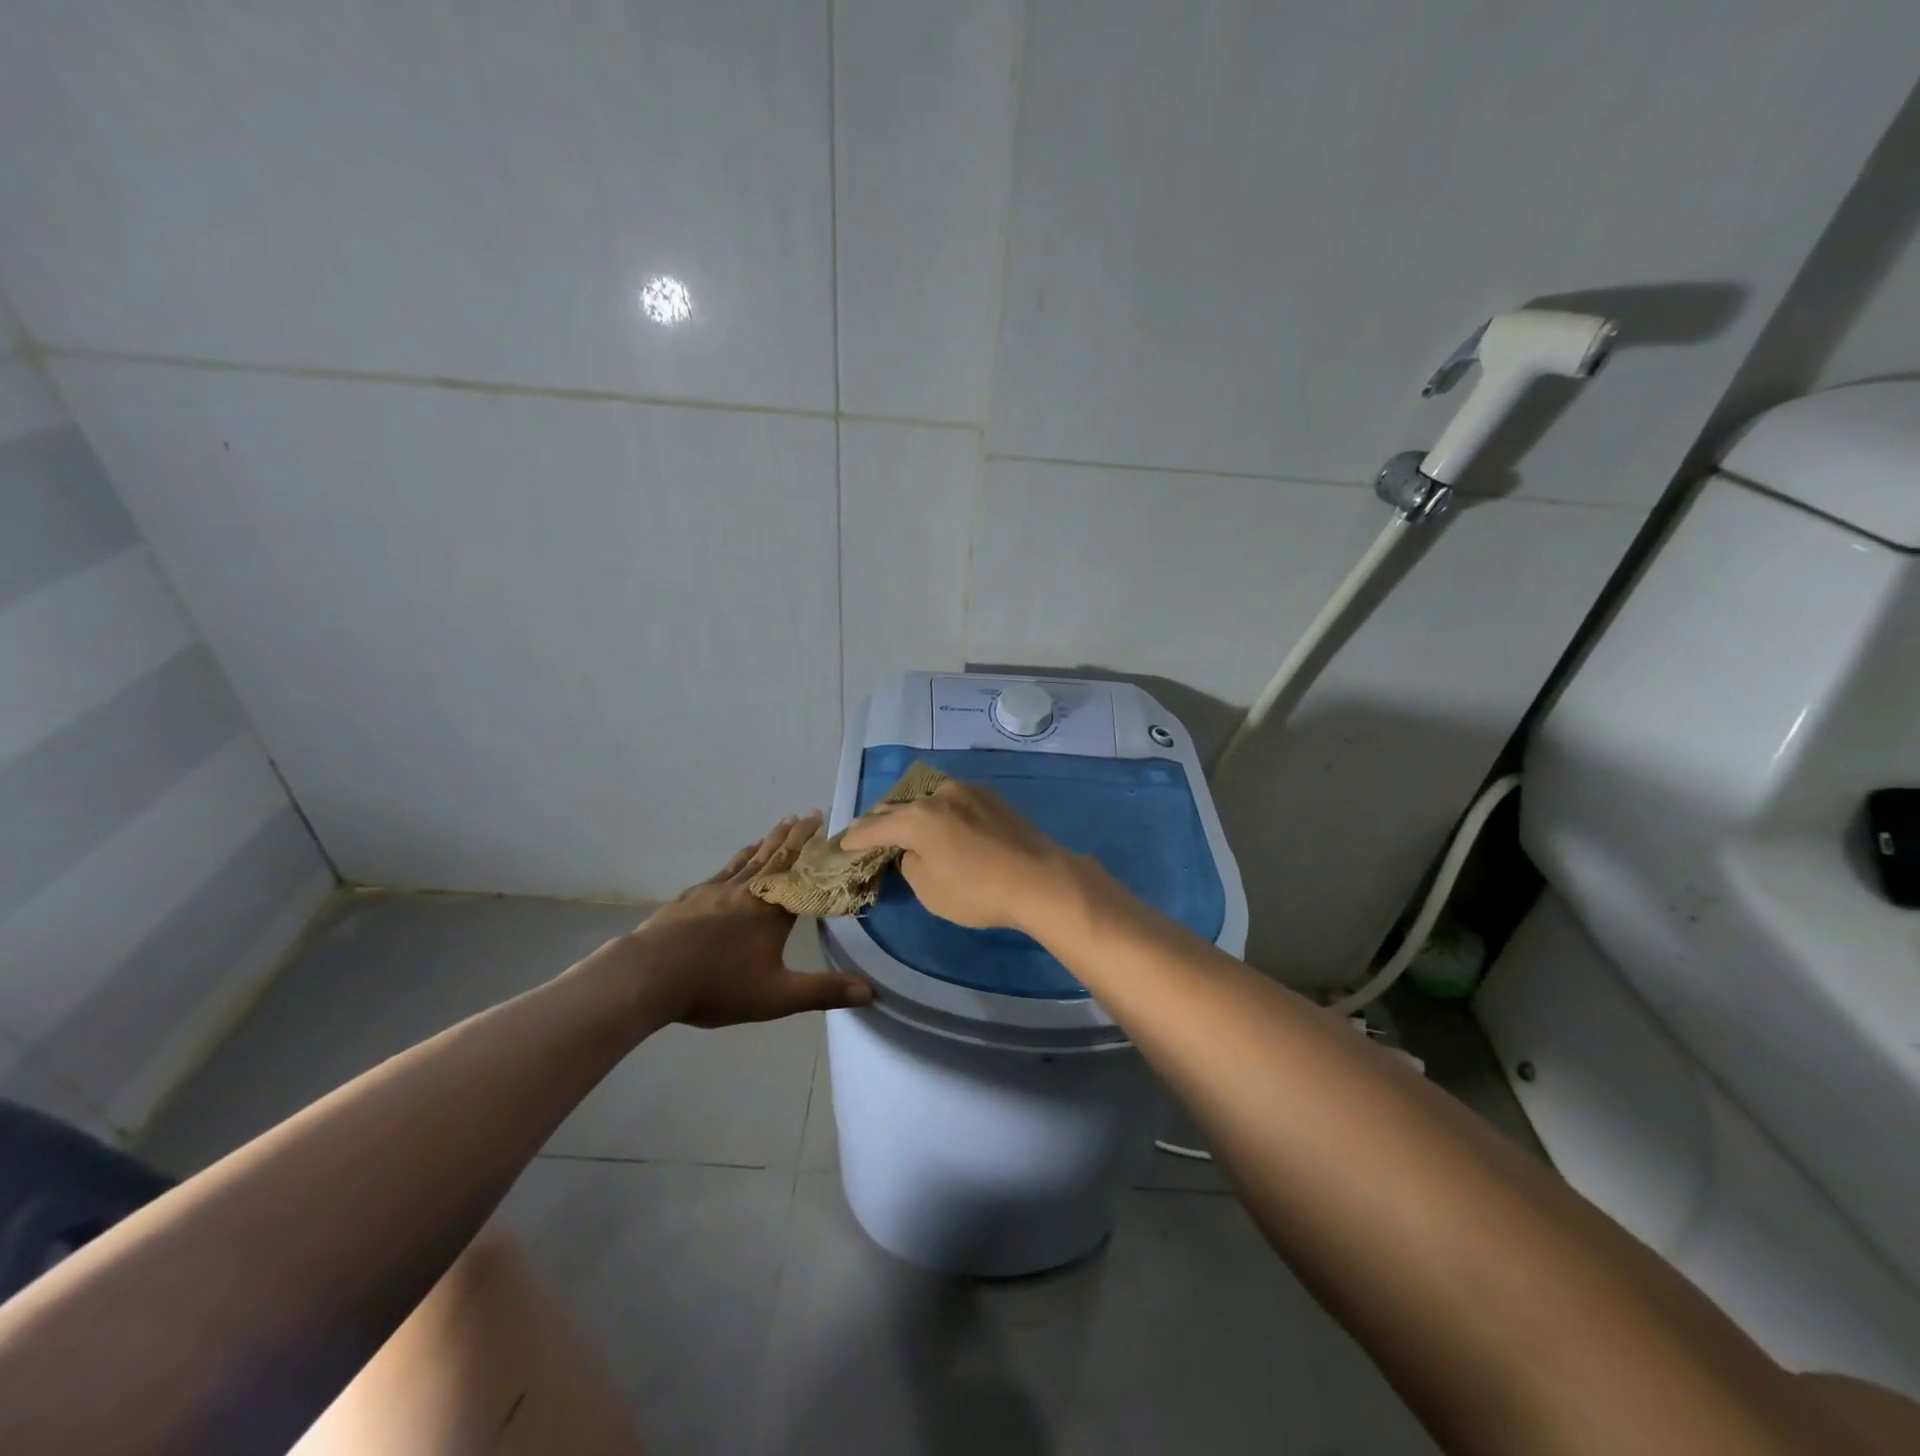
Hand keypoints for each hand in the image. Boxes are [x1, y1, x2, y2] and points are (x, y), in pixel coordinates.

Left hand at [592, 813, 873, 1027]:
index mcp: (771, 911)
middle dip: (795, 836)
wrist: (649, 975)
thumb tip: (871, 992)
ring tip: (781, 825)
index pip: (801, 874)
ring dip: (768, 841)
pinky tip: (737, 859)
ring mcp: (716, 891)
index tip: (826, 827)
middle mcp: (747, 892)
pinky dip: (738, 858)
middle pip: (776, 857)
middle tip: (808, 813)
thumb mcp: (777, 996)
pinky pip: (723, 870)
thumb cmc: (717, 985)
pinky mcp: (691, 898)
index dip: (815, 852)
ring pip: (749, 859)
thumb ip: (823, 992)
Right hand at [837, 780, 1085, 934]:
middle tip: (867, 835)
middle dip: (880, 821)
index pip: (873, 827)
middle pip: (898, 806)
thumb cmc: (977, 891)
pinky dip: (937, 812)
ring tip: (903, 827)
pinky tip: (941, 825)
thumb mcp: (929, 889)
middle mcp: (938, 795)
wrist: (1039, 879)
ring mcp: (967, 791)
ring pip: (926, 798)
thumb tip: (913, 851)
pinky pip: (951, 801)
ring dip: (911, 812)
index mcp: (916, 817)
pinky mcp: (990, 797)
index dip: (854, 839)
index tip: (842, 845)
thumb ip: (909, 864)